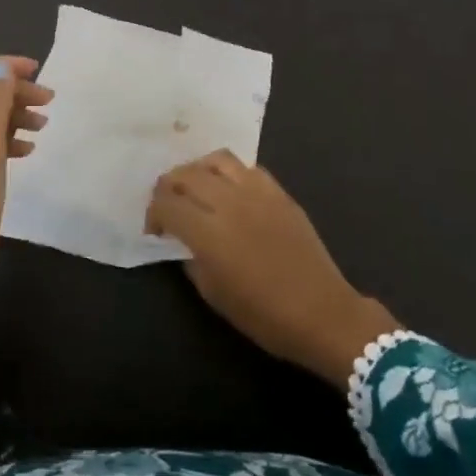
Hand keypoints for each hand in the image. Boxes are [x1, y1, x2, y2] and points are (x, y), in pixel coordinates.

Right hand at [147, 150, 398, 387]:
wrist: (323, 313)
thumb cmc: (264, 315)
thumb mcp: (214, 295)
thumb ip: (191, 260)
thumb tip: (183, 241)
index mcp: (209, 232)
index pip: (166, 204)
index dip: (153, 213)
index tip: (155, 229)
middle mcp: (229, 202)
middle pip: (185, 174)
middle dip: (168, 187)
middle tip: (168, 205)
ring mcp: (256, 192)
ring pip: (215, 160)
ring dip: (197, 171)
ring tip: (196, 188)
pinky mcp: (278, 192)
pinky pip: (246, 167)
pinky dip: (229, 173)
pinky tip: (229, 190)